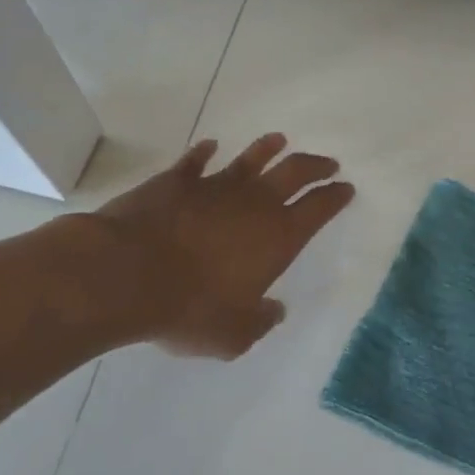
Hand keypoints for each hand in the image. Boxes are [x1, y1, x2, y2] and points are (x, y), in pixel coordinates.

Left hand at [90, 134, 354, 358]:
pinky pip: (196, 160)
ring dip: (267, 148)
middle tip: (328, 162)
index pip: (319, 208)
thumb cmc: (189, 308)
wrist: (128, 274)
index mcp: (278, 236)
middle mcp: (255, 203)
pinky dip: (205, 152)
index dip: (336, 196)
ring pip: (251, 158)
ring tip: (279, 140)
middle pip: (295, 172)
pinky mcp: (178, 180)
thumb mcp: (233, 335)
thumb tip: (275, 311)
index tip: (347, 187)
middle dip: (316, 165)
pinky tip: (210, 146)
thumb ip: (259, 322)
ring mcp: (216, 186)